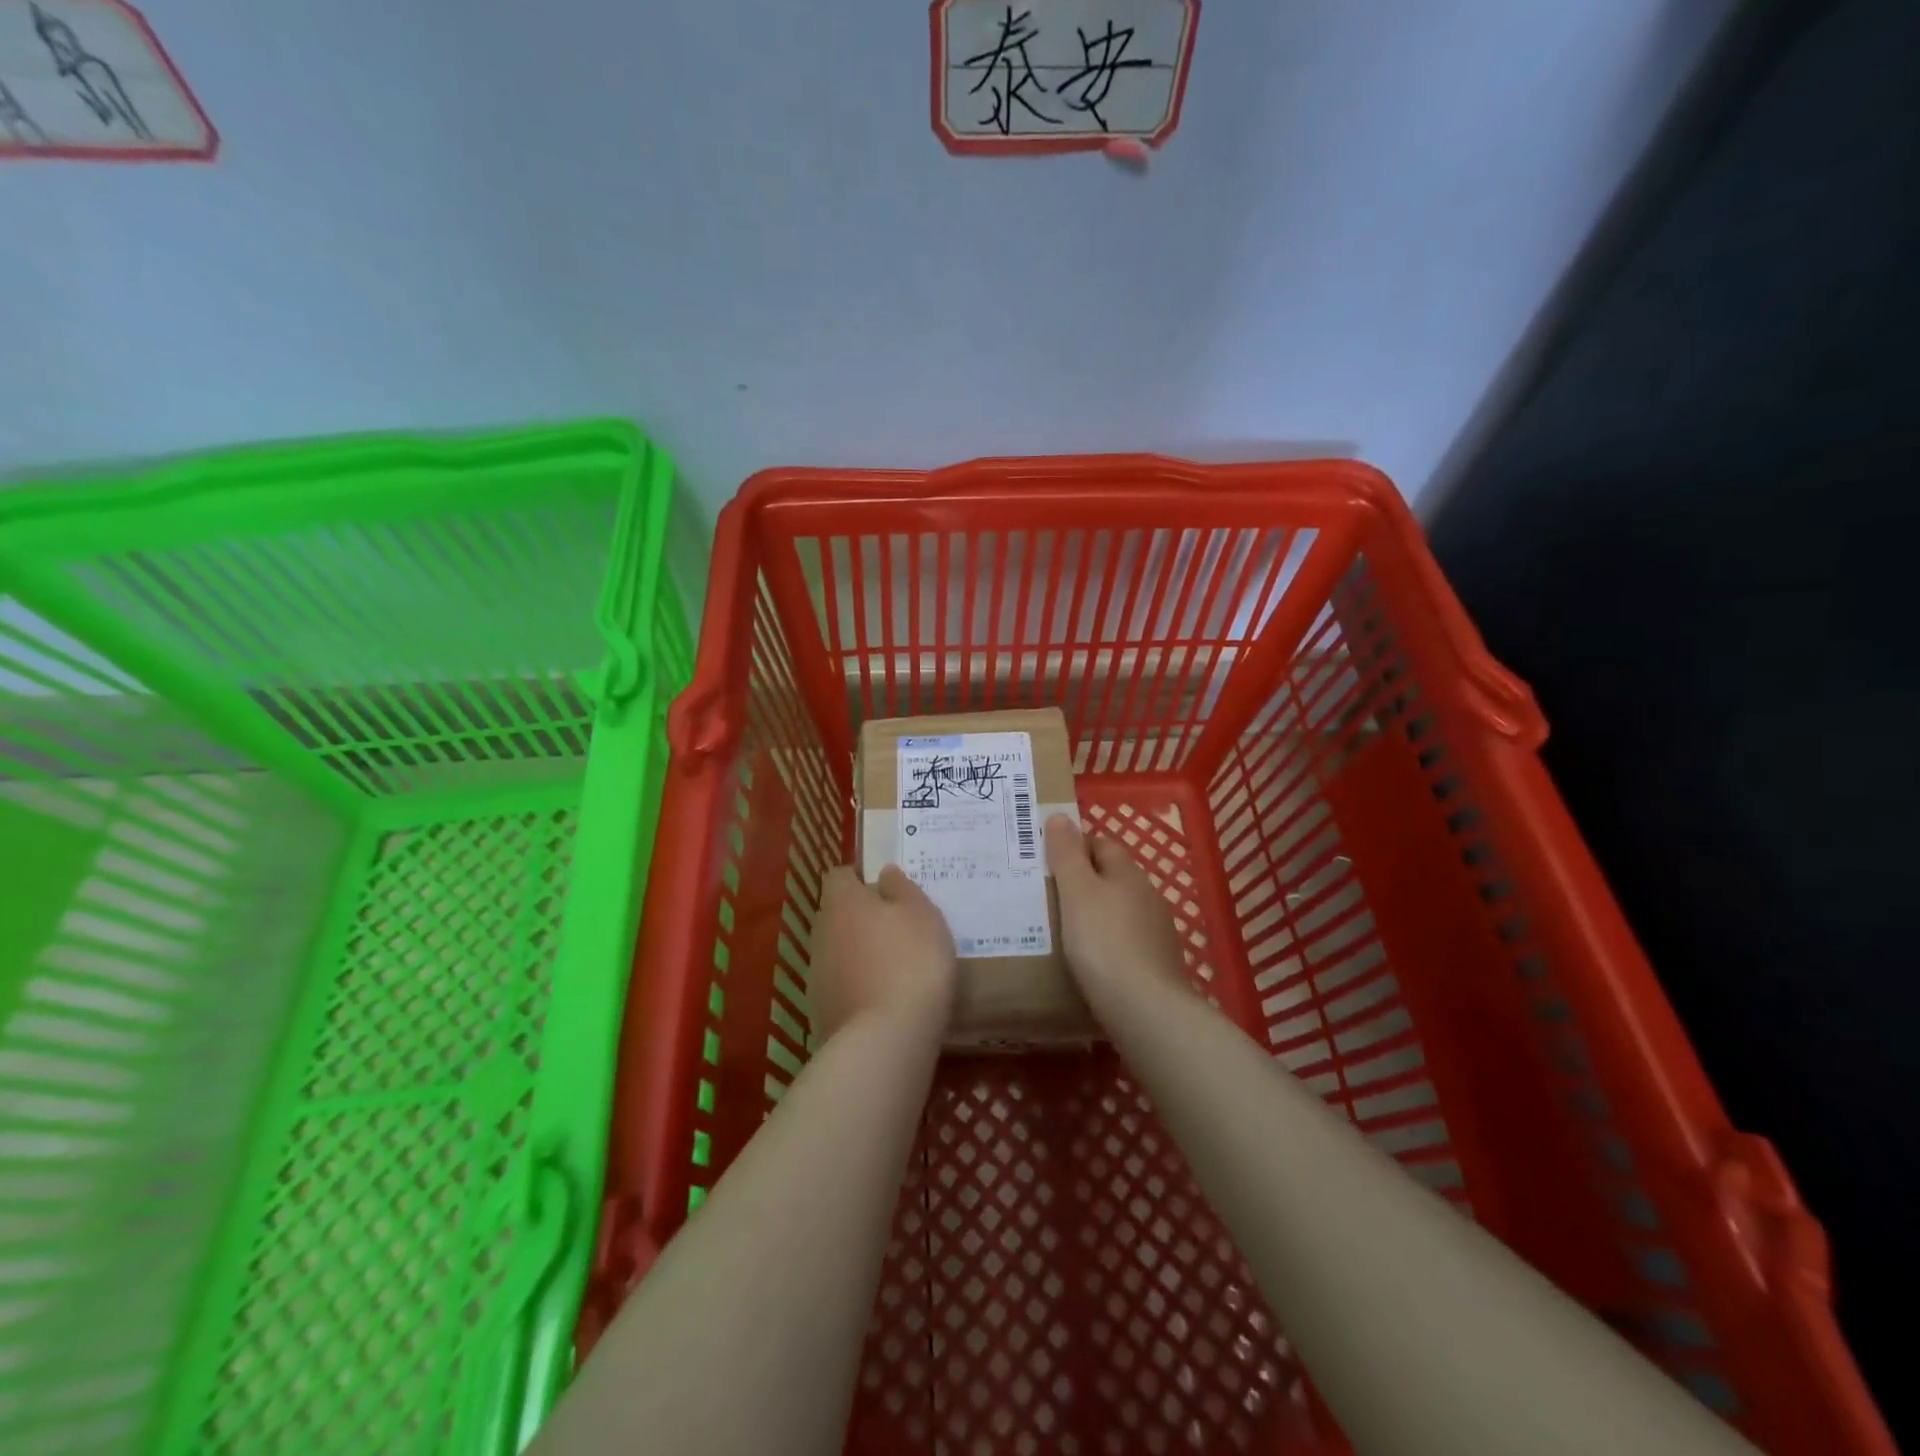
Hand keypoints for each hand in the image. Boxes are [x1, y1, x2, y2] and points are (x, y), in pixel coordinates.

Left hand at [811, 865, 959, 1043]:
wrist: (886, 1039)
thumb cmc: (911, 961)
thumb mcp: (922, 914)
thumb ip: (902, 889)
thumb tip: (884, 873)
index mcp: (843, 902)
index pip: (839, 876)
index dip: (859, 878)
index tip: (887, 890)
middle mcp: (821, 932)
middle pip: (836, 914)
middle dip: (860, 917)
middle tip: (896, 927)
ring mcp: (817, 974)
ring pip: (837, 950)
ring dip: (858, 953)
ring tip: (893, 966)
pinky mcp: (821, 1010)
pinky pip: (840, 984)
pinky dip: (857, 985)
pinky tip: (883, 998)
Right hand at [1045, 815, 1191, 1008]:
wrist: (1146, 1009)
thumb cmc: (1104, 942)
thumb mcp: (1076, 892)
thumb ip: (1067, 855)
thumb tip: (1060, 817)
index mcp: (1128, 873)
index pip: (1100, 843)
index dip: (1073, 847)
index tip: (1044, 862)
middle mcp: (1147, 895)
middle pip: (1110, 877)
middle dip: (1081, 881)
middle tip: (1045, 896)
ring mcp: (1156, 931)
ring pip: (1117, 910)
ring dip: (1094, 914)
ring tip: (1060, 930)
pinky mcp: (1156, 963)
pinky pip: (1124, 941)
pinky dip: (1105, 944)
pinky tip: (1088, 961)